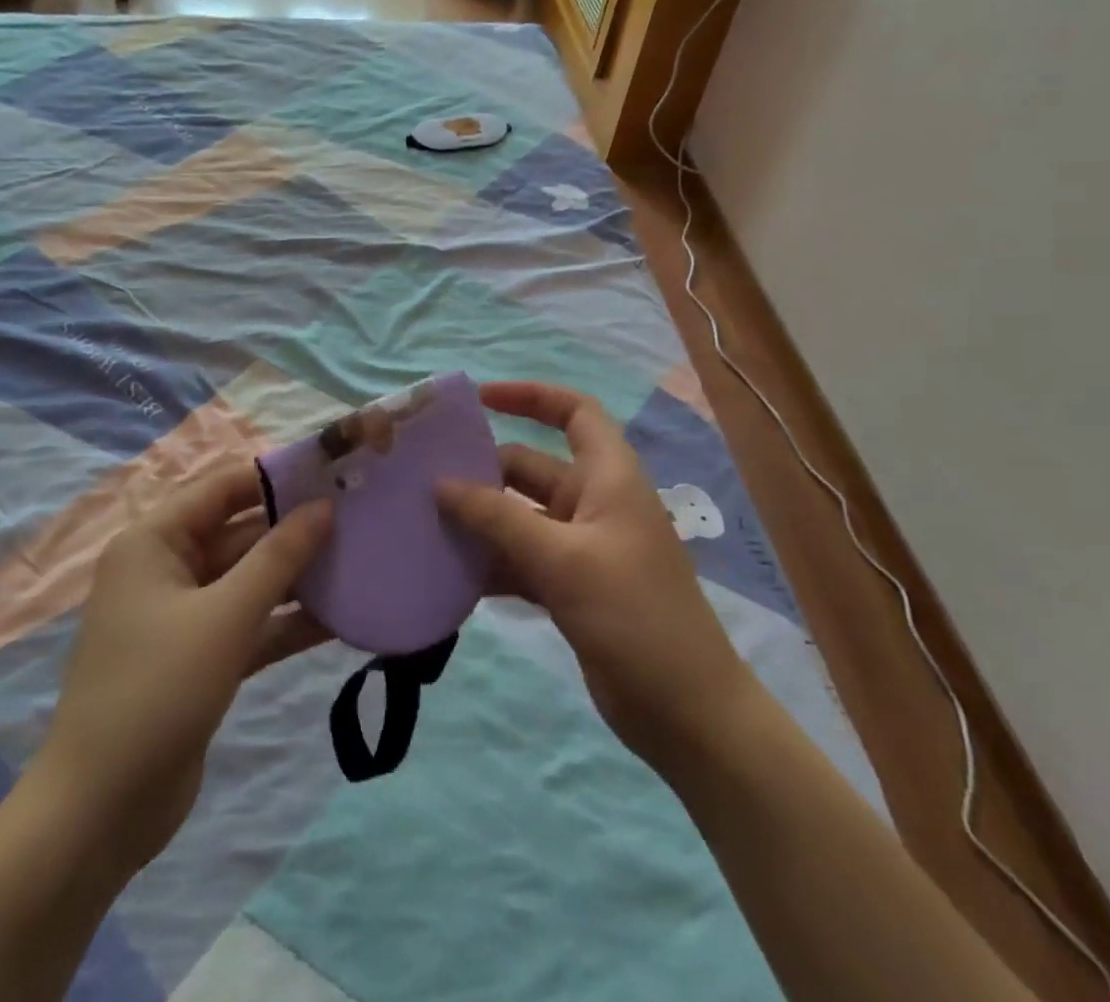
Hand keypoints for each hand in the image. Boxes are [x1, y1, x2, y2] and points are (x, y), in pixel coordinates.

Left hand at [38, 463, 332, 876]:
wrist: (101, 813)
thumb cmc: (157, 690)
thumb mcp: (225, 616)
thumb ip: (278, 557)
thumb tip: (323, 507)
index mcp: (155, 542)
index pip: (223, 488)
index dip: (276, 477)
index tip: (332, 471)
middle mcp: (167, 568)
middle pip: (241, 533)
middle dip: (296, 530)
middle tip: (360, 518)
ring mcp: (185, 616)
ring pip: (250, 580)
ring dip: (298, 577)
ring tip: (361, 561)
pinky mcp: (202, 657)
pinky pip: (251, 623)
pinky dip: (288, 621)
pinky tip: (341, 618)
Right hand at [437, 381, 750, 776]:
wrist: (685, 712)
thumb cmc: (633, 614)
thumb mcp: (561, 558)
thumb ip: (498, 518)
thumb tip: (441, 484)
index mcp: (608, 477)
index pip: (574, 412)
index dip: (530, 396)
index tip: (479, 399)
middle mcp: (594, 503)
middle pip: (531, 466)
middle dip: (483, 468)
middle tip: (424, 476)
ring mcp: (581, 548)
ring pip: (520, 516)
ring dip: (480, 519)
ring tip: (424, 522)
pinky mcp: (570, 588)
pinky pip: (520, 558)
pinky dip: (491, 561)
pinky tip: (450, 573)